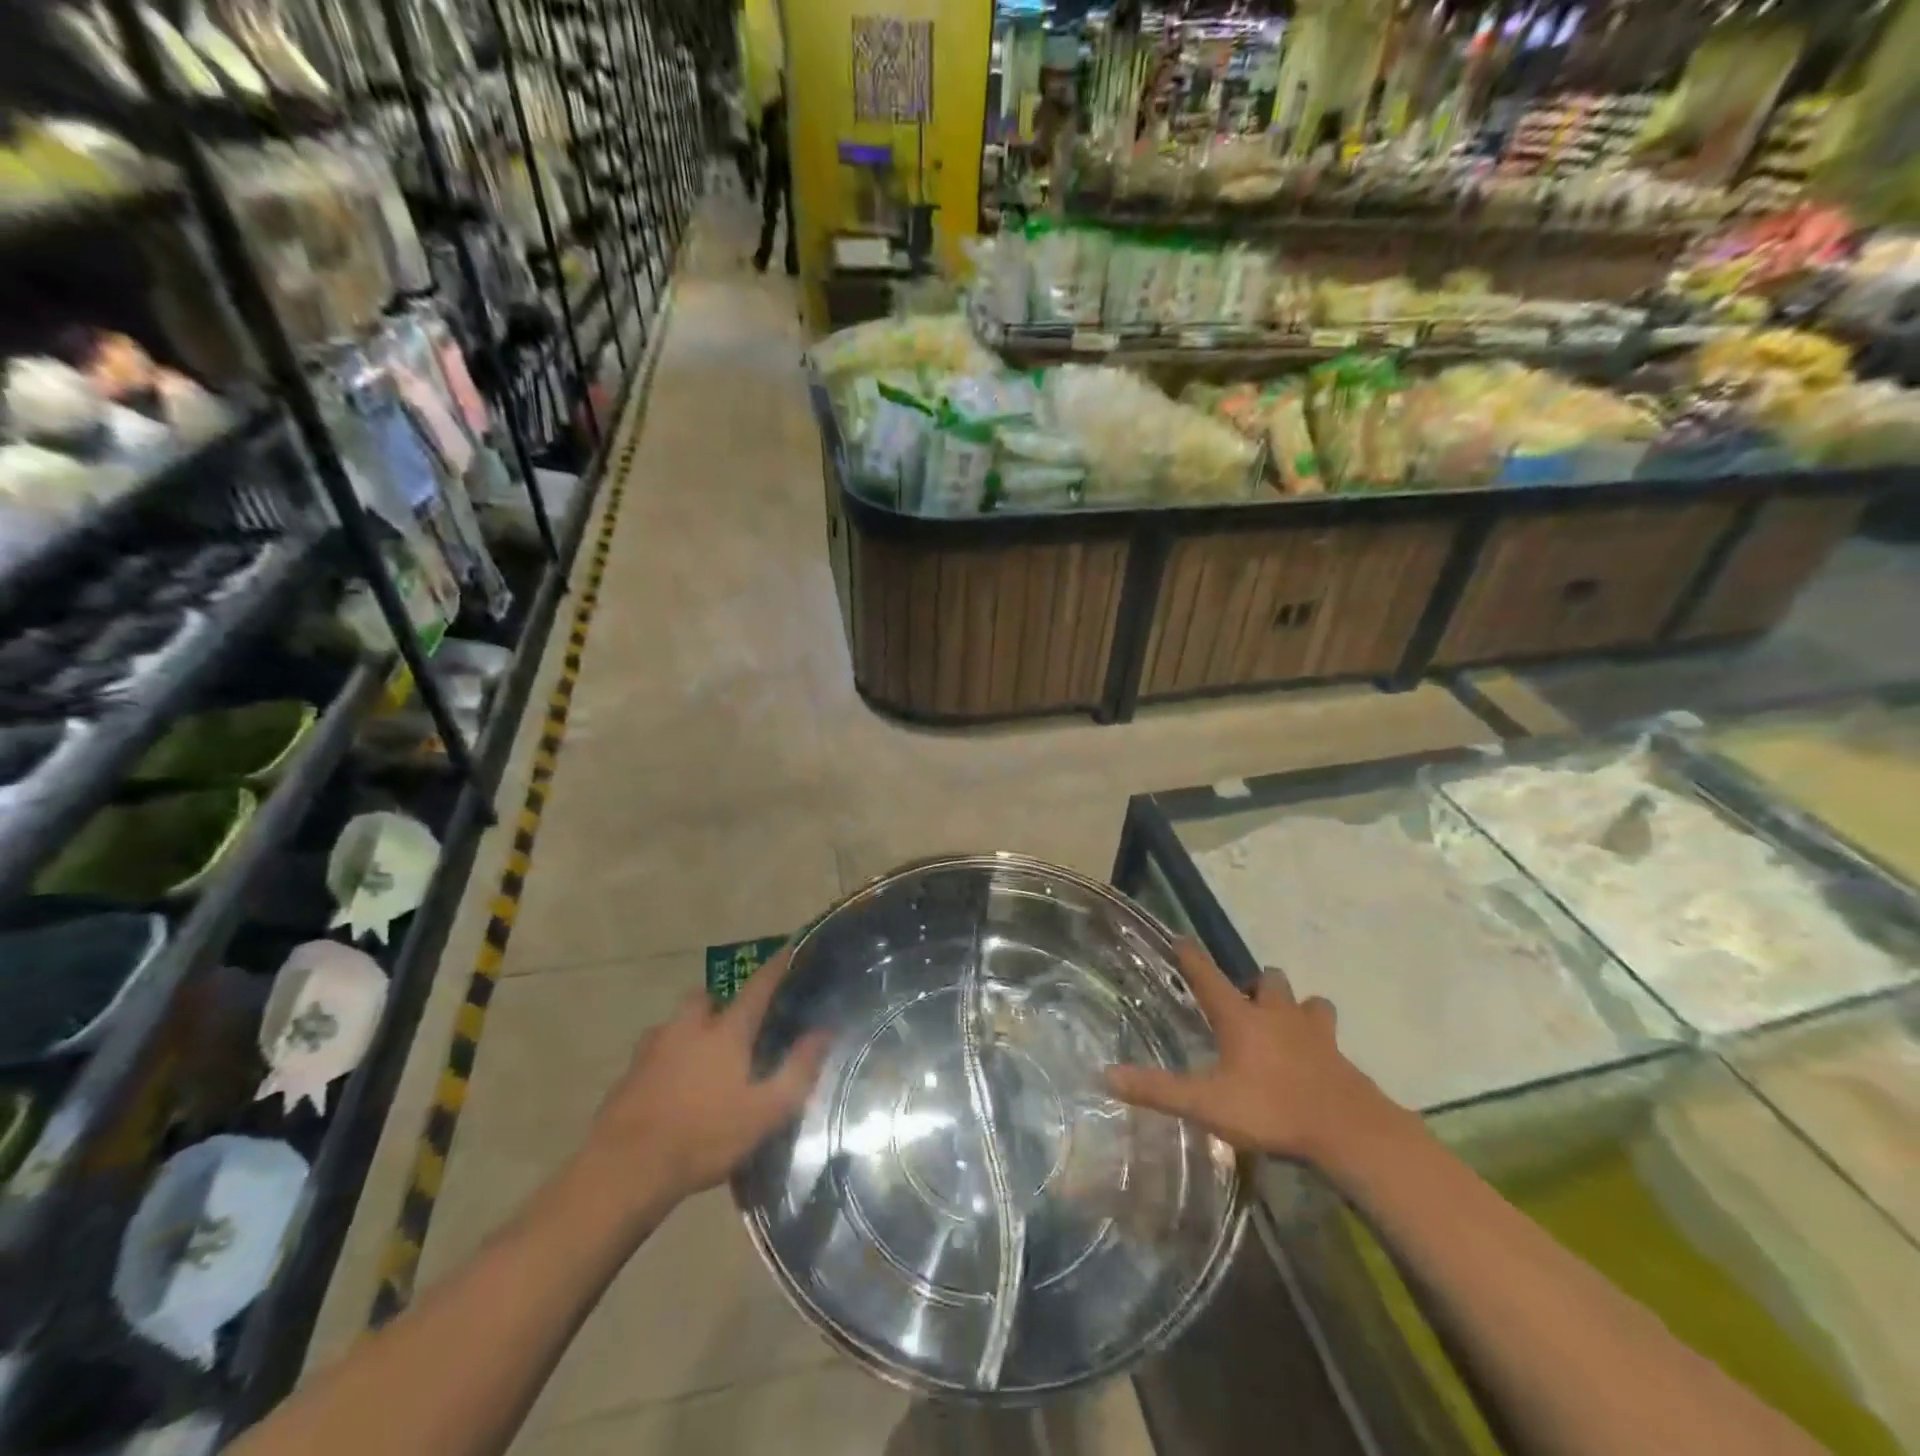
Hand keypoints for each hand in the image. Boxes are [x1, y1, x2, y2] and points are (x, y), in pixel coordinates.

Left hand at [584, 948, 829, 1208]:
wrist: (624, 1172)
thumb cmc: (704, 1137)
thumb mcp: (765, 1112)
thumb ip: (798, 1070)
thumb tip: (824, 1031)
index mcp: (725, 1031)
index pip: (757, 987)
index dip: (776, 967)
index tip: (790, 948)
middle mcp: (687, 1028)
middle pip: (704, 999)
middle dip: (720, 1004)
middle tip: (735, 1028)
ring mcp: (651, 1050)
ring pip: (675, 1025)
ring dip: (690, 1032)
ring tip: (702, 1062)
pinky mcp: (627, 1076)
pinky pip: (653, 1055)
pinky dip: (666, 1062)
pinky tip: (672, 1091)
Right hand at [1103, 941, 1407, 1170]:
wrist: (1350, 1131)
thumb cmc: (1272, 1110)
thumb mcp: (1206, 1105)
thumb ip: (1157, 1090)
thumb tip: (1106, 1075)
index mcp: (1240, 1018)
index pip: (1208, 976)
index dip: (1191, 956)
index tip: (1180, 938)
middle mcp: (1276, 1014)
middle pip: (1266, 979)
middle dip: (1254, 985)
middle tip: (1242, 1005)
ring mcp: (1313, 1032)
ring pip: (1305, 1001)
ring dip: (1293, 1006)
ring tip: (1282, 1025)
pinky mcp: (1339, 1054)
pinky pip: (1327, 1033)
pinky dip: (1318, 1037)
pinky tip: (1314, 1058)